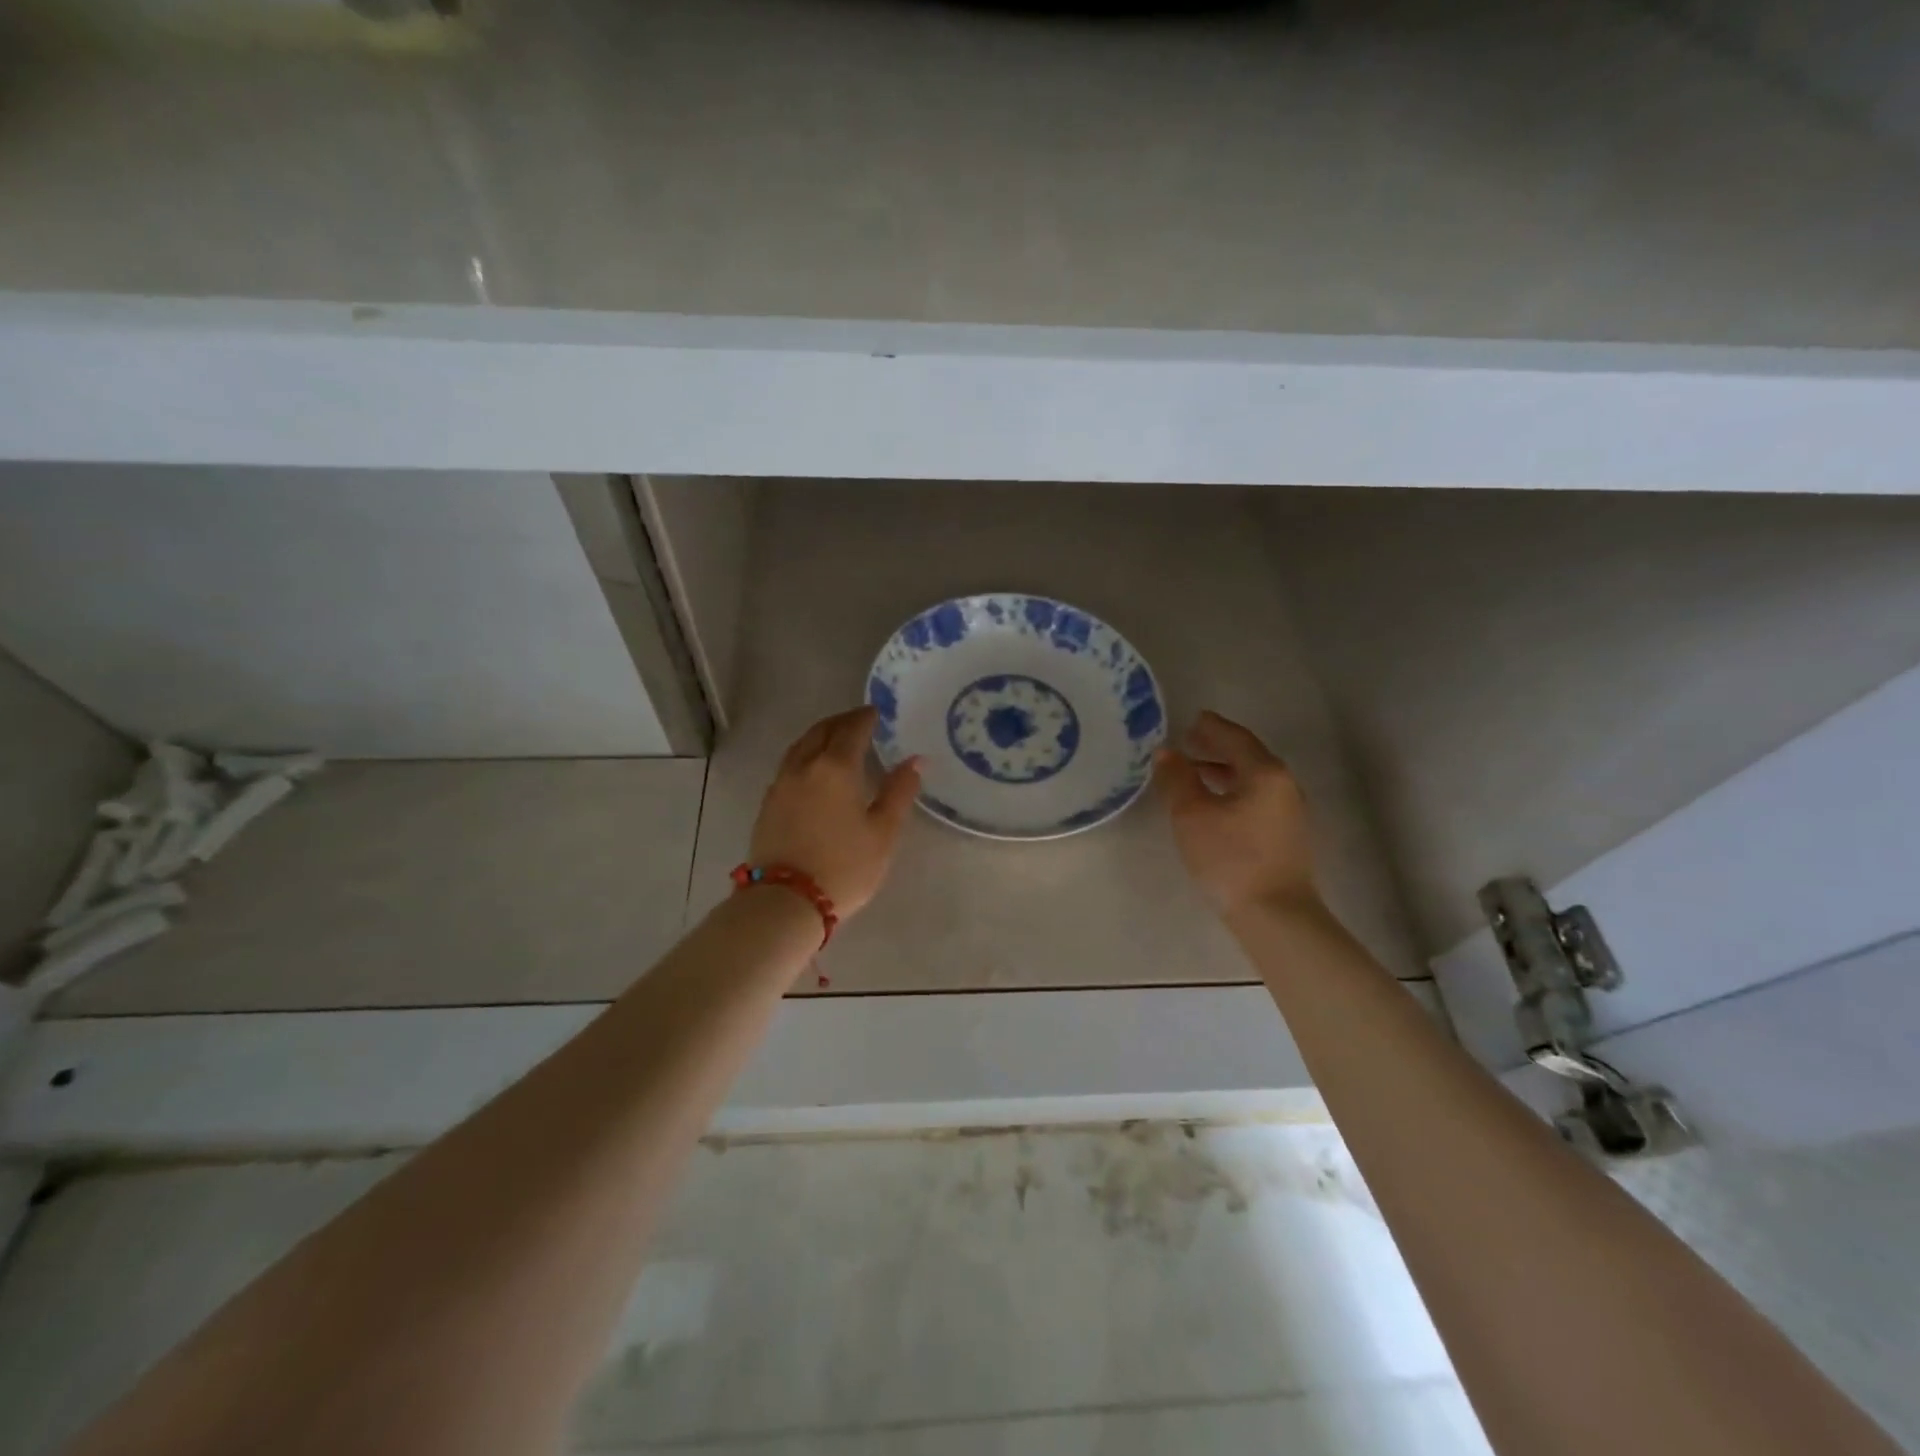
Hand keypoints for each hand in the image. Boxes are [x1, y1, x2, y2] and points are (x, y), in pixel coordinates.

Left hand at [750, 707, 921, 917]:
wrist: (785, 901)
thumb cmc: (844, 867)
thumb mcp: (883, 833)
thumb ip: (899, 792)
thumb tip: (915, 760)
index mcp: (836, 768)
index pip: (852, 730)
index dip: (866, 718)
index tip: (877, 712)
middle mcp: (805, 766)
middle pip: (822, 731)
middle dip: (842, 721)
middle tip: (859, 720)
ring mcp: (781, 784)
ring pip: (801, 746)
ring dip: (820, 735)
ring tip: (836, 739)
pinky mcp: (768, 803)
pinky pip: (790, 764)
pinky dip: (806, 754)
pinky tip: (813, 769)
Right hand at [1155, 710, 1318, 918]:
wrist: (1275, 915)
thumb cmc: (1230, 858)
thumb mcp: (1192, 815)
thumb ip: (1177, 779)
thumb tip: (1165, 753)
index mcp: (1265, 773)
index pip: (1235, 738)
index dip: (1211, 727)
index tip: (1192, 719)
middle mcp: (1283, 785)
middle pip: (1247, 756)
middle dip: (1216, 748)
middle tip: (1189, 741)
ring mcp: (1288, 812)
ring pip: (1252, 779)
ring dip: (1223, 771)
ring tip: (1193, 773)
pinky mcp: (1285, 835)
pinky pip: (1256, 798)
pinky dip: (1232, 791)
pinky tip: (1214, 804)